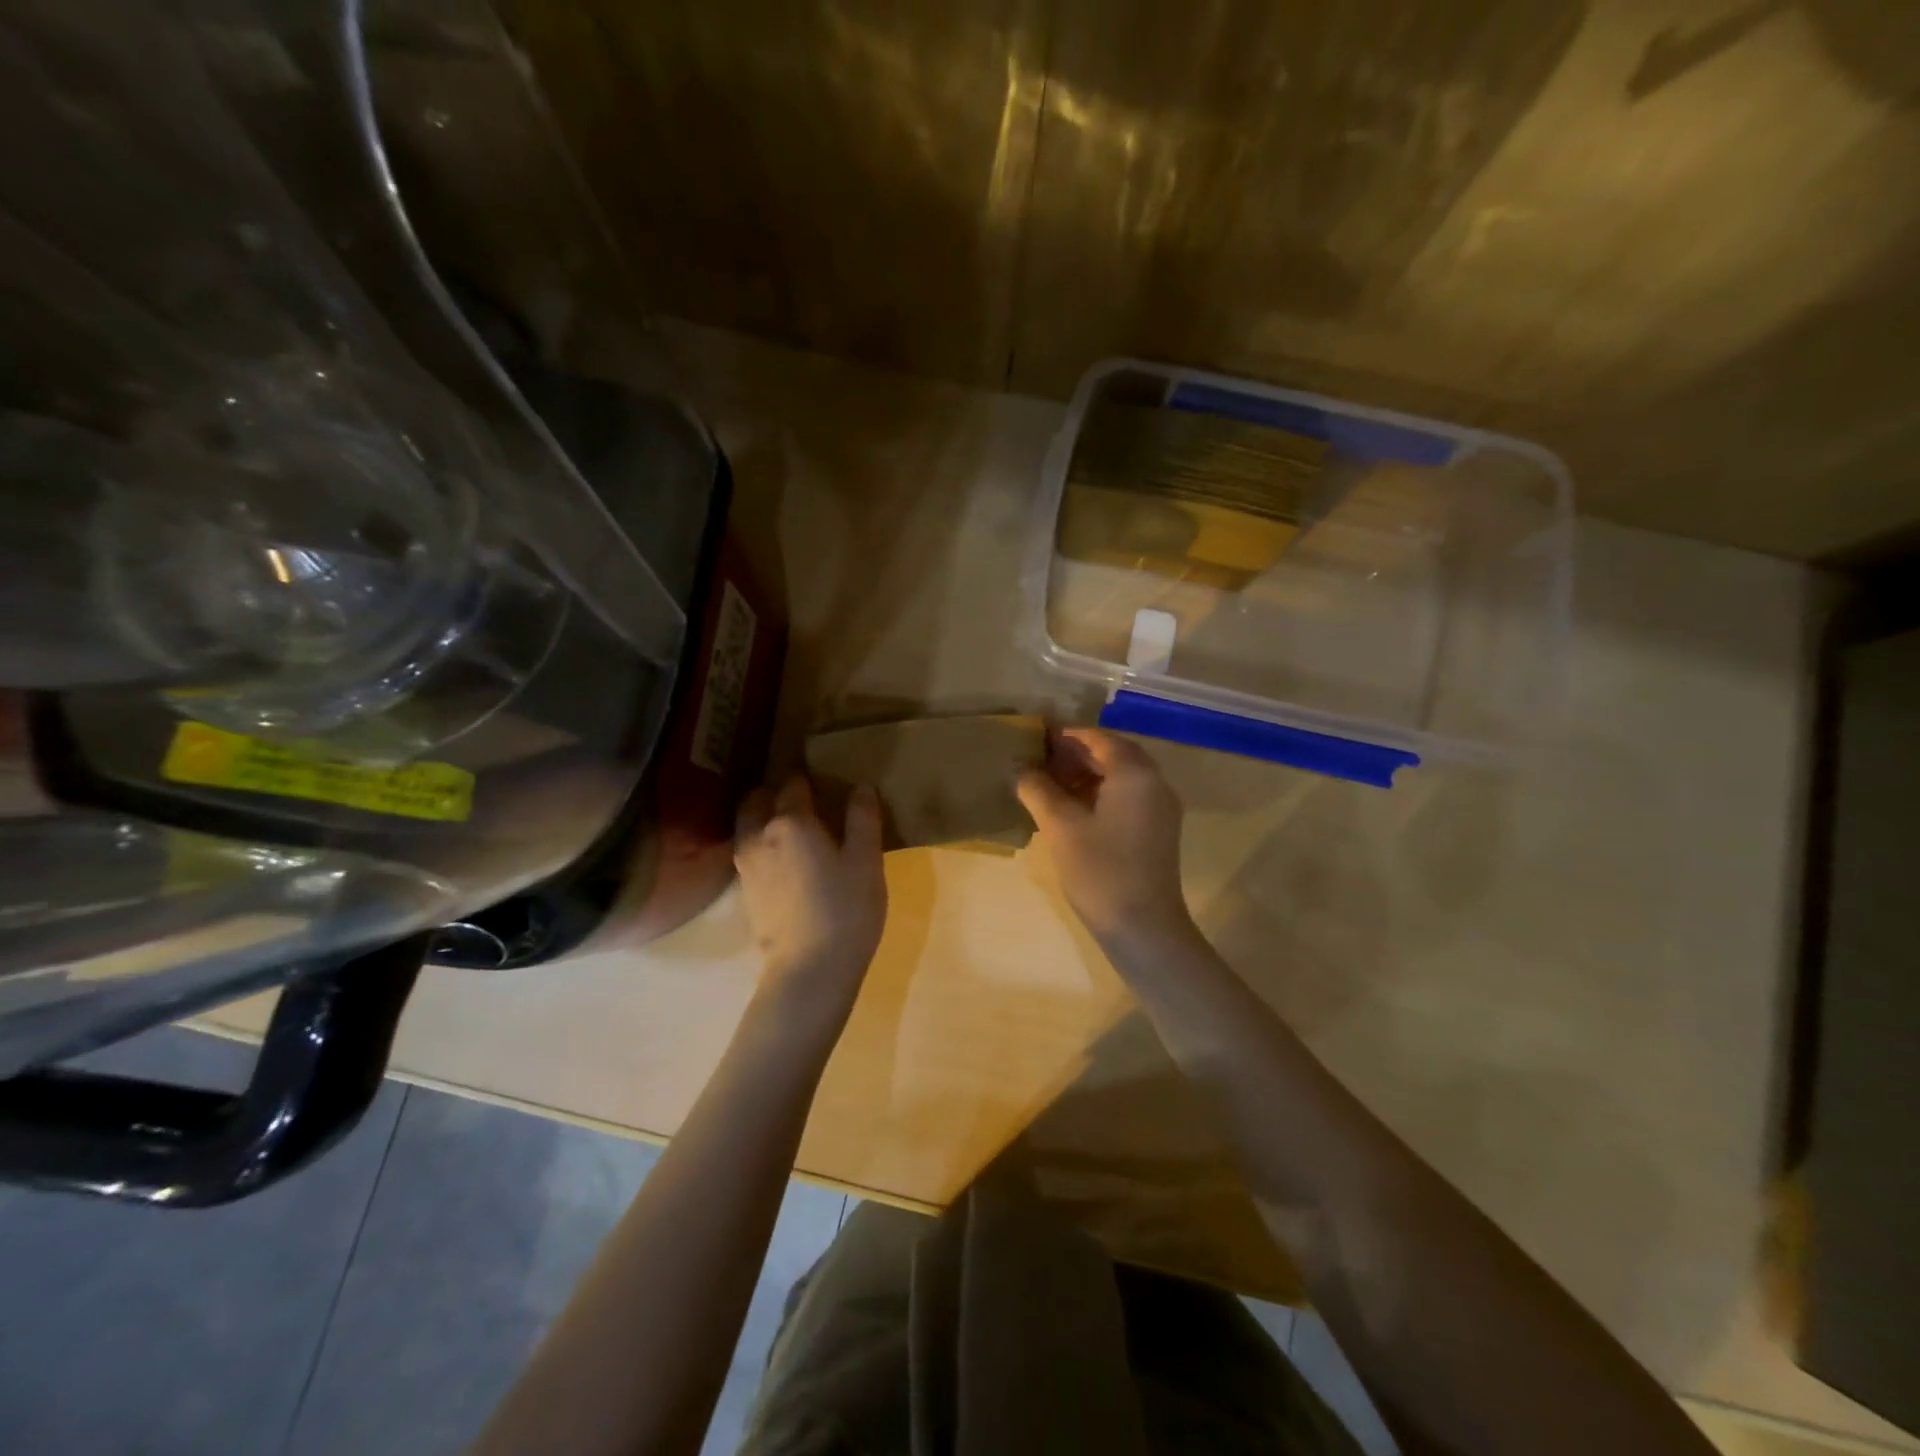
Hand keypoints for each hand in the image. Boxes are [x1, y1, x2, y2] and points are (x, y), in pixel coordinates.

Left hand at [734, 775, 886, 1012]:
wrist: (809, 971)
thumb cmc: (845, 910)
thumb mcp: (866, 861)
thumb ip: (862, 819)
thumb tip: (861, 787)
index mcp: (791, 821)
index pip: (794, 784)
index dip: (807, 777)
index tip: (821, 777)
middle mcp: (759, 835)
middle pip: (758, 800)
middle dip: (774, 792)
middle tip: (800, 798)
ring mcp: (746, 865)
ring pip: (748, 826)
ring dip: (762, 817)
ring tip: (790, 827)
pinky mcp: (744, 892)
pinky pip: (748, 852)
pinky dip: (761, 844)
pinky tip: (783, 859)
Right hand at [1016, 728, 1195, 950]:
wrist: (1145, 929)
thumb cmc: (1101, 872)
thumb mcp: (1060, 827)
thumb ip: (1038, 790)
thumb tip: (1019, 768)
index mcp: (1134, 773)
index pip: (1097, 738)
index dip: (1063, 737)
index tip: (1033, 741)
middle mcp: (1154, 782)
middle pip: (1111, 754)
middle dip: (1074, 756)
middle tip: (1037, 765)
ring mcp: (1160, 808)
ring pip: (1119, 777)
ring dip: (1085, 775)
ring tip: (1048, 788)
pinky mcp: (1157, 831)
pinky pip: (1126, 797)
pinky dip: (1099, 794)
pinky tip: (1071, 811)